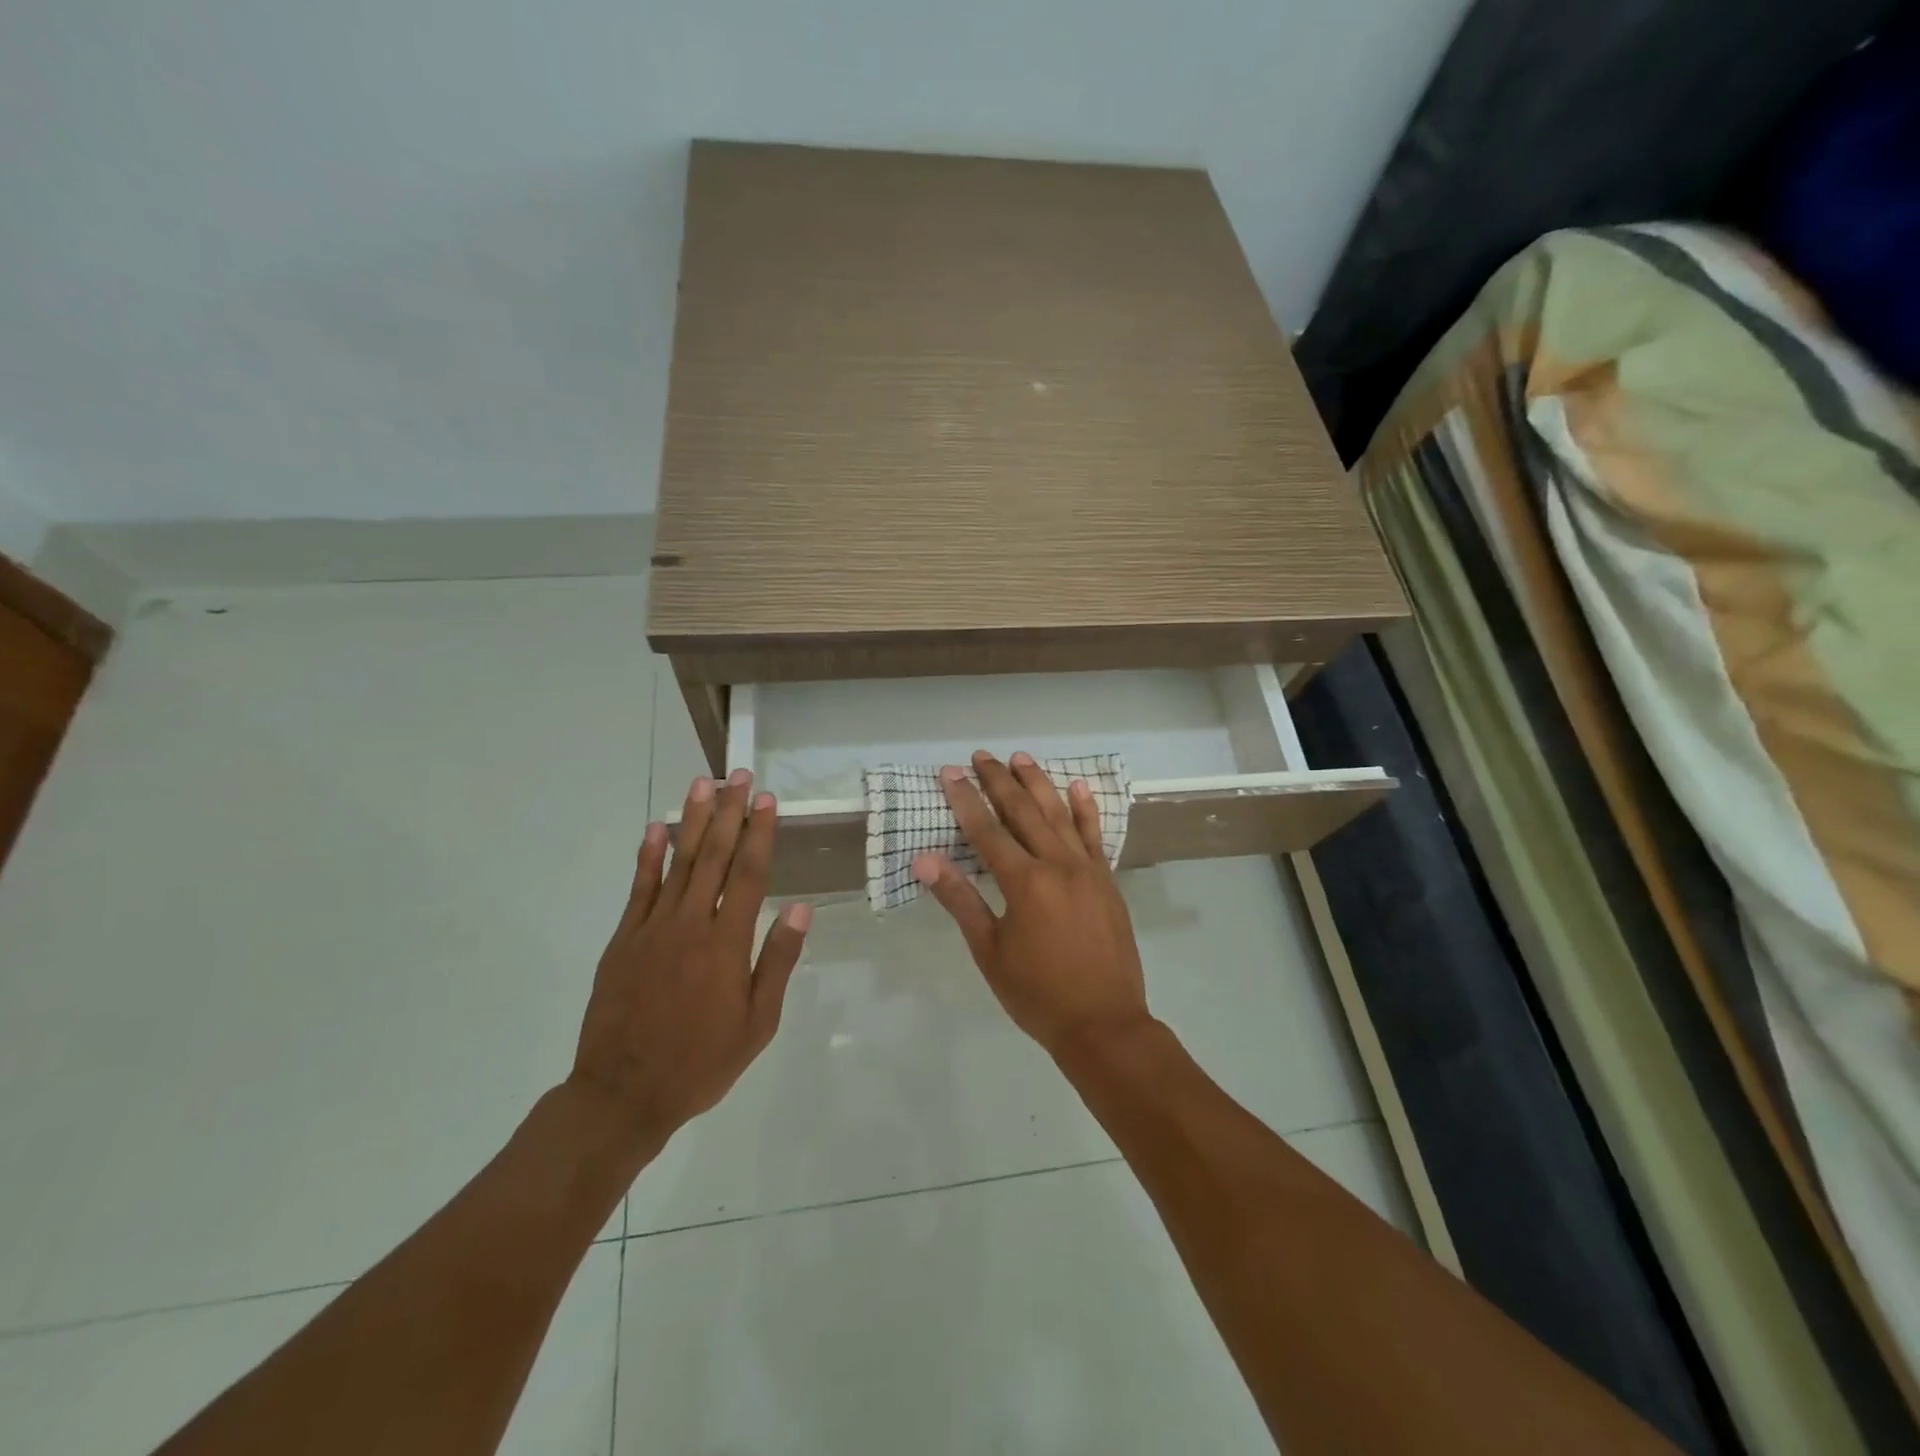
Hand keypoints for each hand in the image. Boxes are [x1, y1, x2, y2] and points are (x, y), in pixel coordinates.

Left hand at [568, 770, 811, 1151]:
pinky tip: (655, 828)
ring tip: (703, 785)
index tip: (767, 799)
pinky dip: (648, 856)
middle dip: (730, 812)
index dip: (760, 833)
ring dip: (692, 820)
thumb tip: (801, 910)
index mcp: (727, 944)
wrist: (622, 1094)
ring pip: (678, 862)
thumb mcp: (757, 1024)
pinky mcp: (624, 939)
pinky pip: (639, 888)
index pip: (750, 875)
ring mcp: (652, 928)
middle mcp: (691, 924)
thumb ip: (777, 963)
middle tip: (739, 775)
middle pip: (715, 857)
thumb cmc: (700, 1063)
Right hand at [913, 750, 1151, 1055]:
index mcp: (1024, 882)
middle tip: (981, 756)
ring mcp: (1087, 870)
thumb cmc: (1037, 993)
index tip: (950, 772)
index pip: (986, 830)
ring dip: (1038, 783)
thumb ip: (960, 900)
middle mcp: (1057, 865)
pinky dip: (1085, 809)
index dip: (965, 799)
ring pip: (1059, 814)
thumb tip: (925, 860)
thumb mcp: (989, 951)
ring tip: (1020, 757)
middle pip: (1023, 811)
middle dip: (999, 781)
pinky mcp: (1107, 880)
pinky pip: (1094, 835)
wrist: (1104, 1024)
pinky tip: (1076, 787)